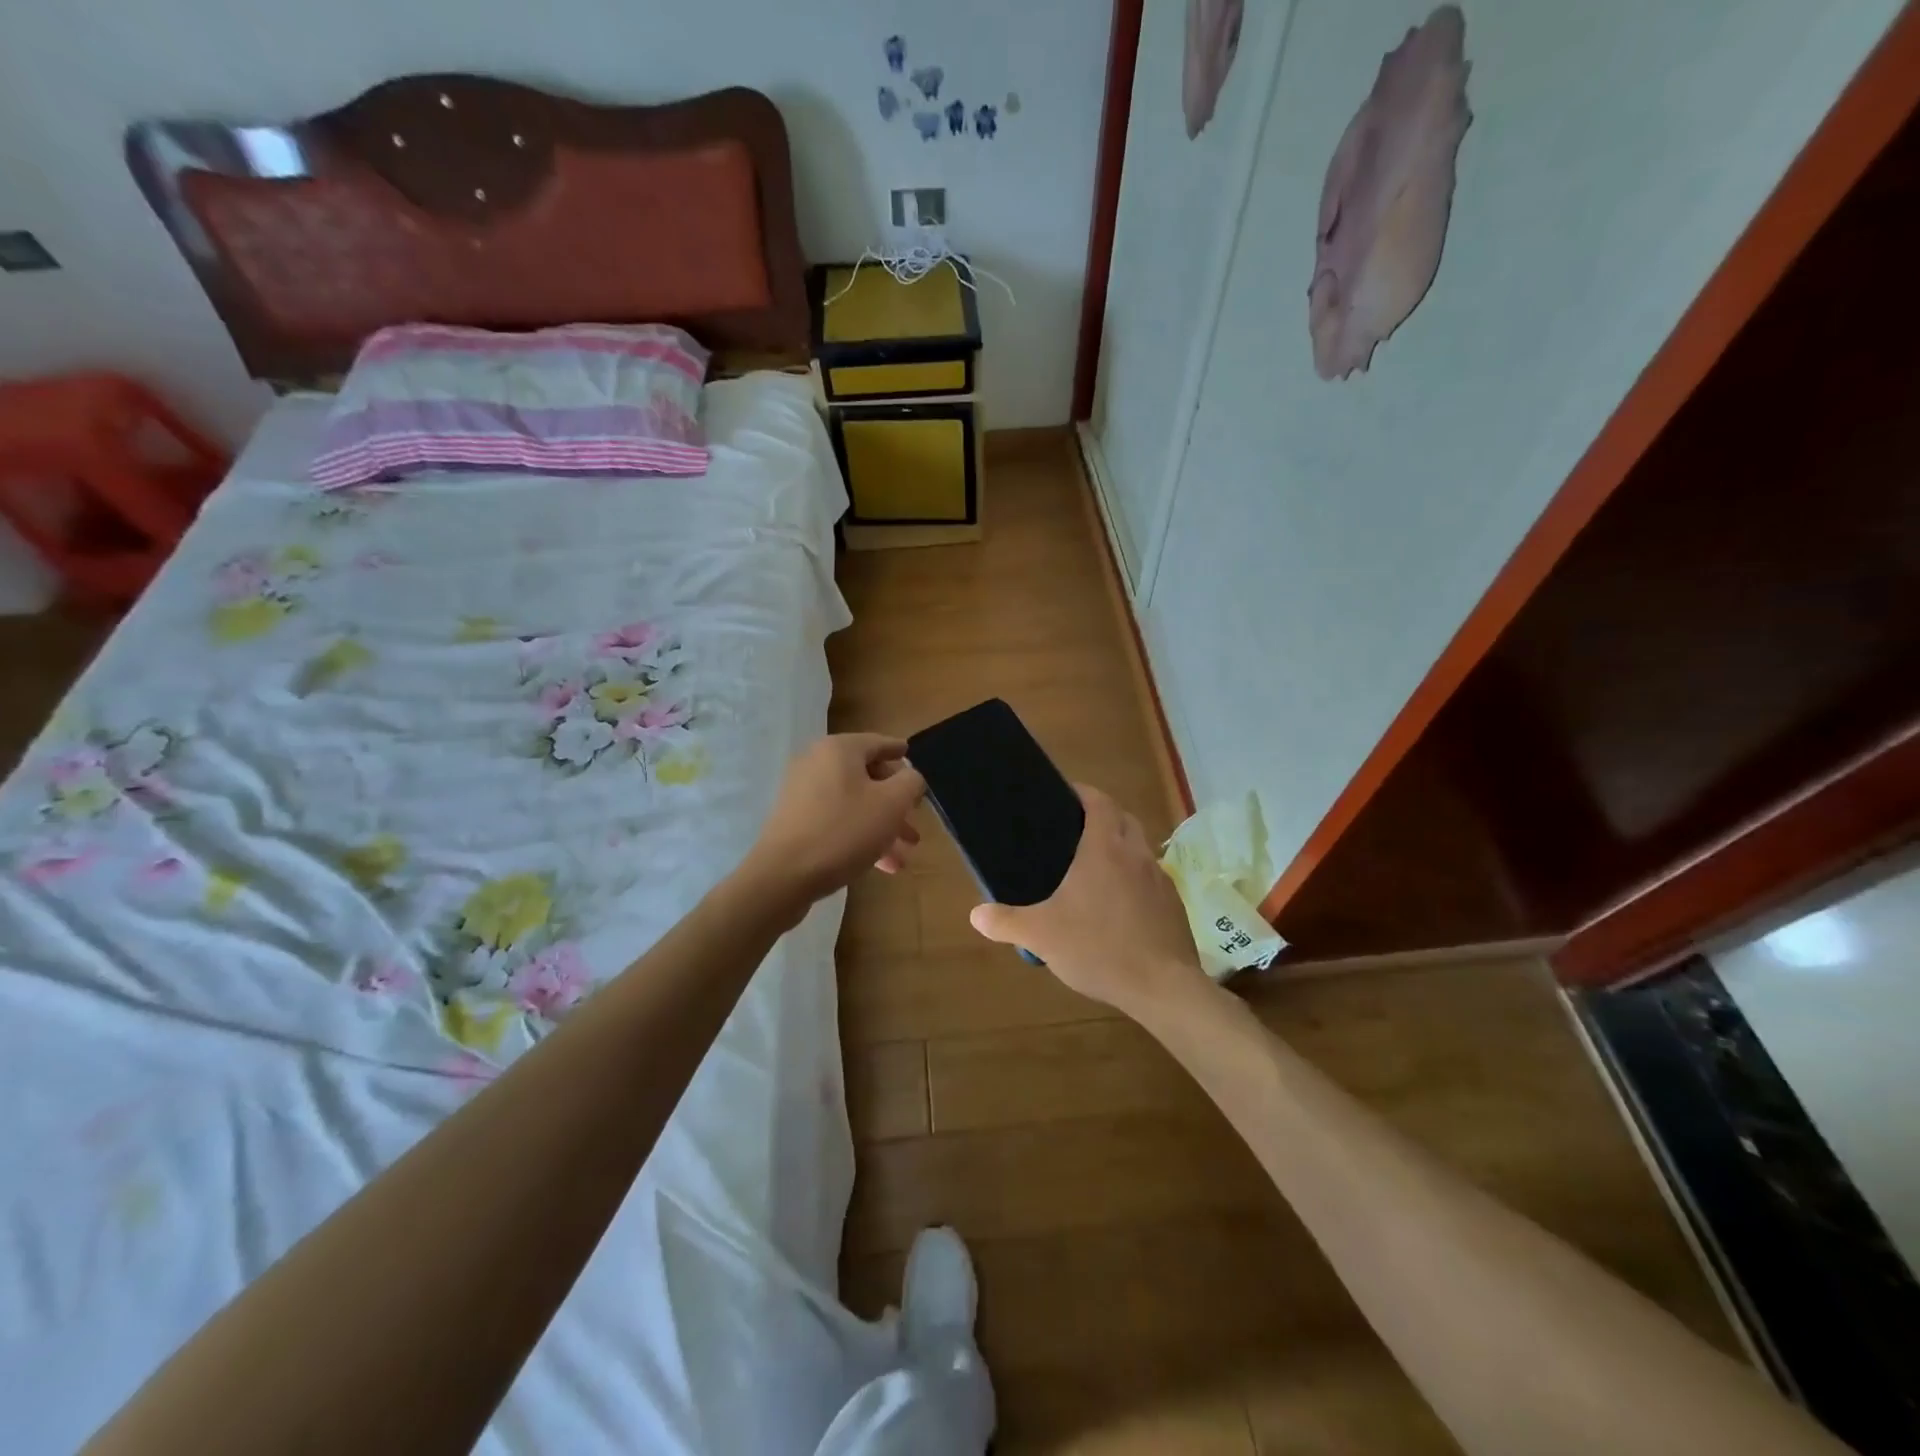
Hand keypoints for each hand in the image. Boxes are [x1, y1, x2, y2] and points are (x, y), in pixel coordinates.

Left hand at [743, 734, 924, 913]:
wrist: (783, 876)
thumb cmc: (844, 831)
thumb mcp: (892, 804)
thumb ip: (910, 782)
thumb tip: (909, 776)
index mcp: (839, 750)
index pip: (878, 743)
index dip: (899, 751)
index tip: (910, 756)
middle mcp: (817, 763)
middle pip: (867, 777)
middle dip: (896, 804)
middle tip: (914, 825)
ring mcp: (802, 793)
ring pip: (854, 804)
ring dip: (881, 827)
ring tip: (903, 857)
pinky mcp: (795, 821)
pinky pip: (836, 821)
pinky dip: (859, 836)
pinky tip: (879, 865)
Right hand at [968, 785, 1207, 1019]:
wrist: (1162, 987)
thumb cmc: (1099, 948)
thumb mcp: (1041, 936)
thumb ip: (1006, 922)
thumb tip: (976, 915)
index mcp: (1105, 848)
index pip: (1099, 801)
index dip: (1083, 792)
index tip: (1065, 795)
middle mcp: (1136, 854)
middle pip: (1123, 818)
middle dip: (1102, 816)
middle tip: (1074, 831)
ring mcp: (1160, 878)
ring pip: (1139, 848)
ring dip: (1121, 847)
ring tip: (1094, 869)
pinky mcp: (1173, 904)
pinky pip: (1151, 878)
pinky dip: (1135, 878)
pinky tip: (1119, 906)